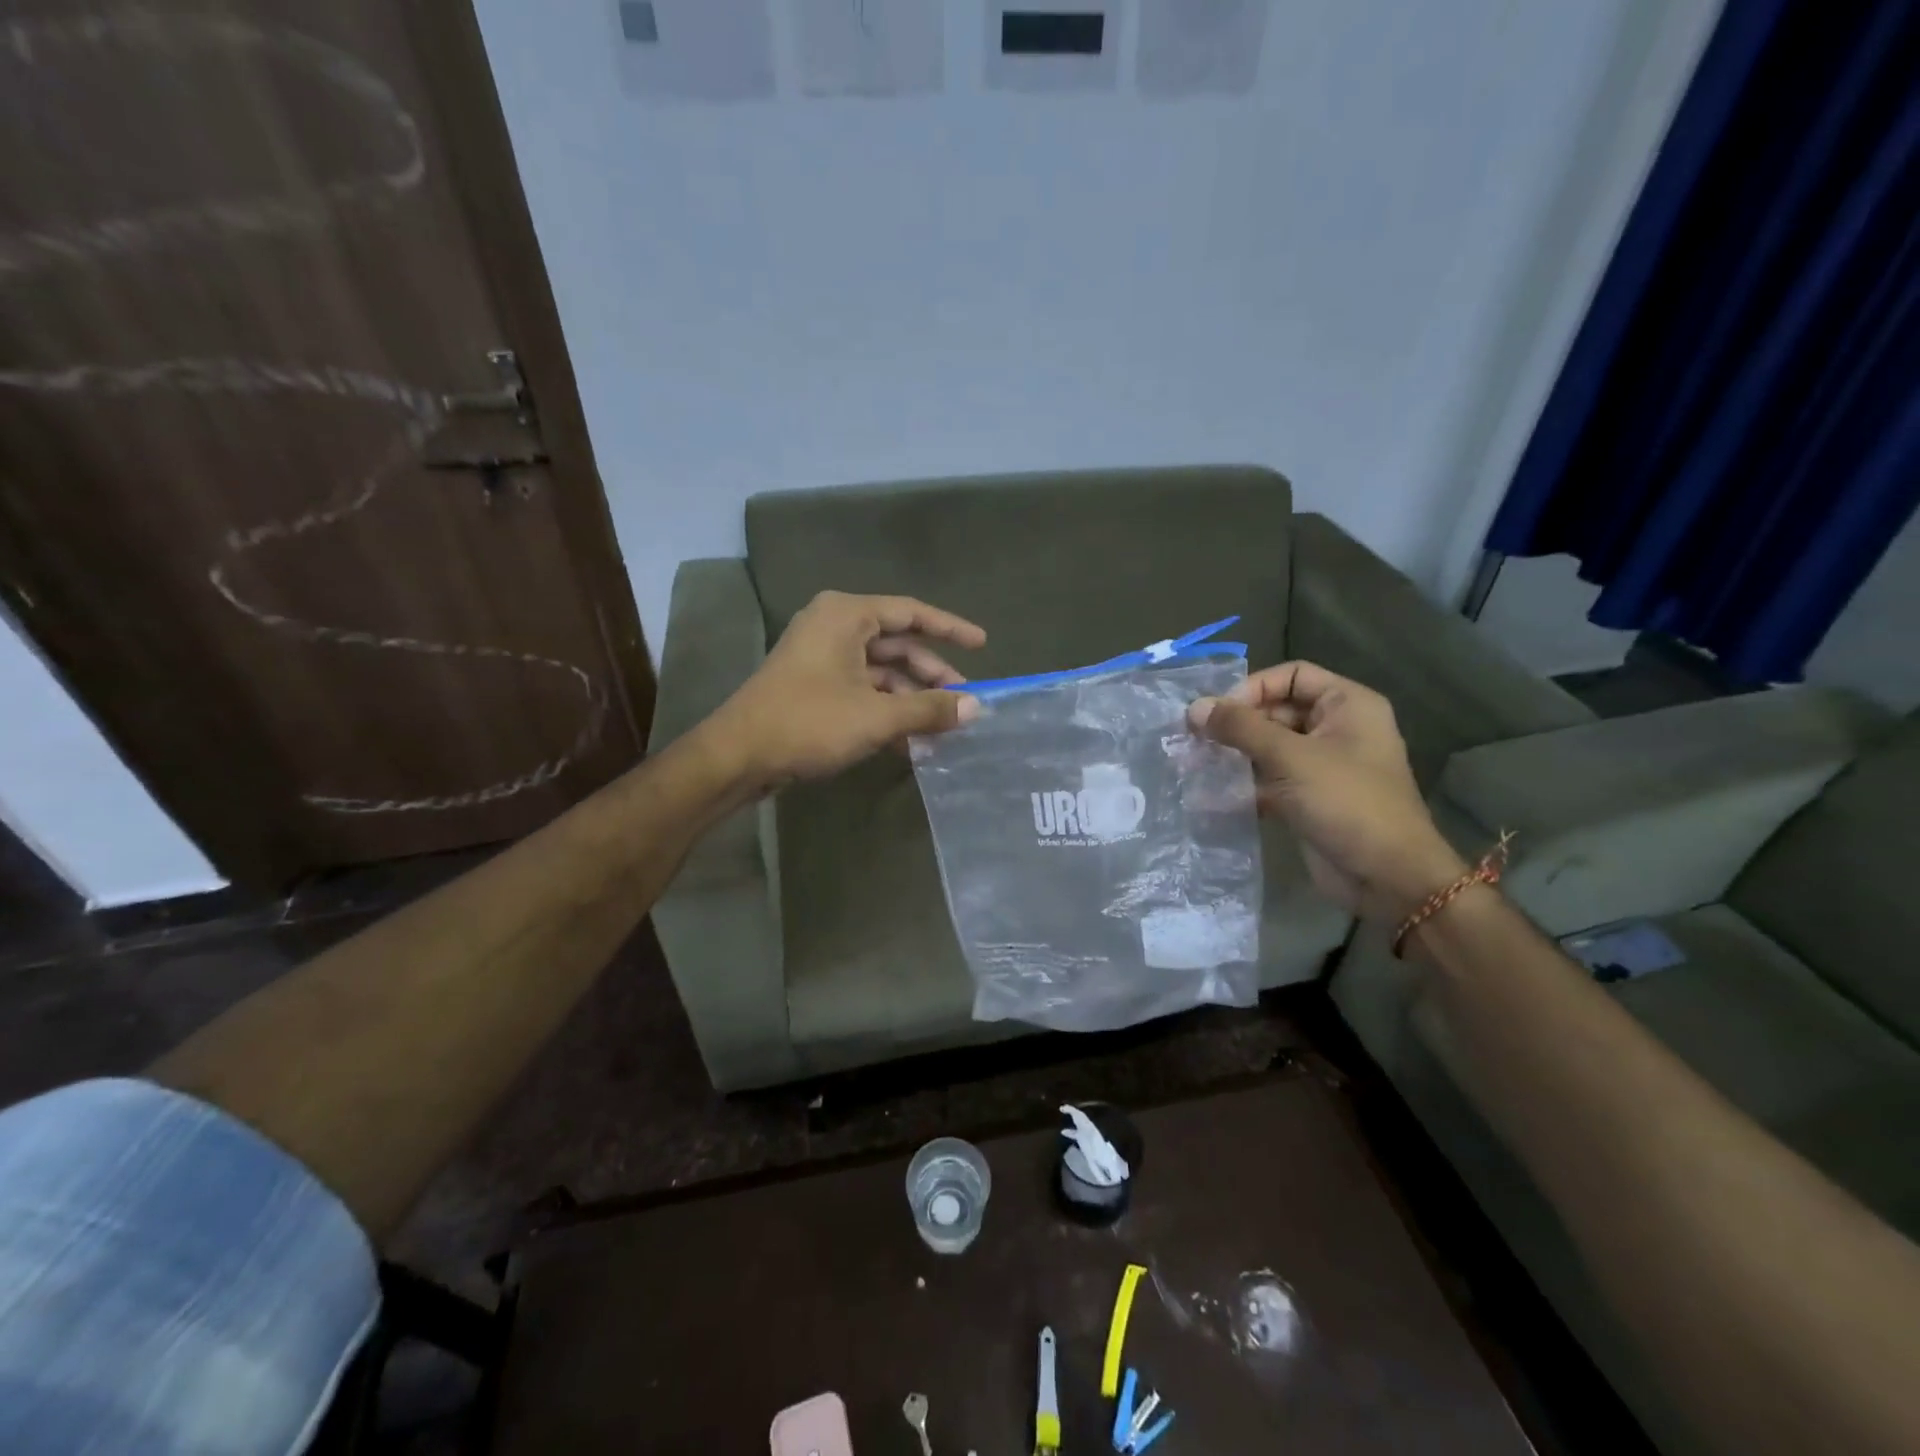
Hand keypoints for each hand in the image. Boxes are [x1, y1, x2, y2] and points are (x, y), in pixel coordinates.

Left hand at [714, 590, 984, 788]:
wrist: (738, 757)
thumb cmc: (808, 722)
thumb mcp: (876, 716)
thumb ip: (929, 709)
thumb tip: (975, 708)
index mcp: (847, 616)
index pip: (911, 612)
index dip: (951, 629)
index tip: (982, 644)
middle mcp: (834, 627)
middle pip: (898, 644)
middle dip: (932, 675)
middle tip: (964, 702)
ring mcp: (822, 658)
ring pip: (881, 671)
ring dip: (911, 699)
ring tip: (941, 728)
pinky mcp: (815, 687)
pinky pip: (863, 690)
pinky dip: (887, 710)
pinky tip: (910, 740)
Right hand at [1189, 662, 1465, 921]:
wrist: (1387, 878)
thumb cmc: (1347, 803)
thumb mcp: (1291, 758)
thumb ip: (1241, 728)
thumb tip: (1194, 707)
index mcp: (1348, 705)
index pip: (1292, 676)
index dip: (1253, 688)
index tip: (1218, 713)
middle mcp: (1337, 729)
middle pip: (1277, 710)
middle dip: (1237, 724)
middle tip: (1195, 739)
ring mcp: (1322, 765)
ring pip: (1269, 747)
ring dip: (1235, 754)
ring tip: (1195, 763)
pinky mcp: (1308, 798)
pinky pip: (1270, 778)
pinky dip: (1243, 783)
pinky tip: (1210, 793)